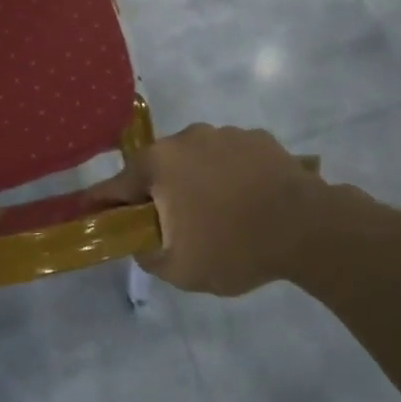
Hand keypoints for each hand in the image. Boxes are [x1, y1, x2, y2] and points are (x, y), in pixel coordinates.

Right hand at [90, 124, 338, 297]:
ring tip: (218, 214)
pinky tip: (247, 200)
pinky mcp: (257, 138)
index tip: (91, 212)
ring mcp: (225, 133)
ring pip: (195, 160)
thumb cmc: (234, 247)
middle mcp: (186, 138)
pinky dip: (229, 175)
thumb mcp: (179, 268)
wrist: (308, 227)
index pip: (115, 185)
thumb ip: (146, 253)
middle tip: (171, 225)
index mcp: (159, 164)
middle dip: (158, 193)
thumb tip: (139, 239)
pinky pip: (230, 157)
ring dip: (196, 181)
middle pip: (158, 168)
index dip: (101, 202)